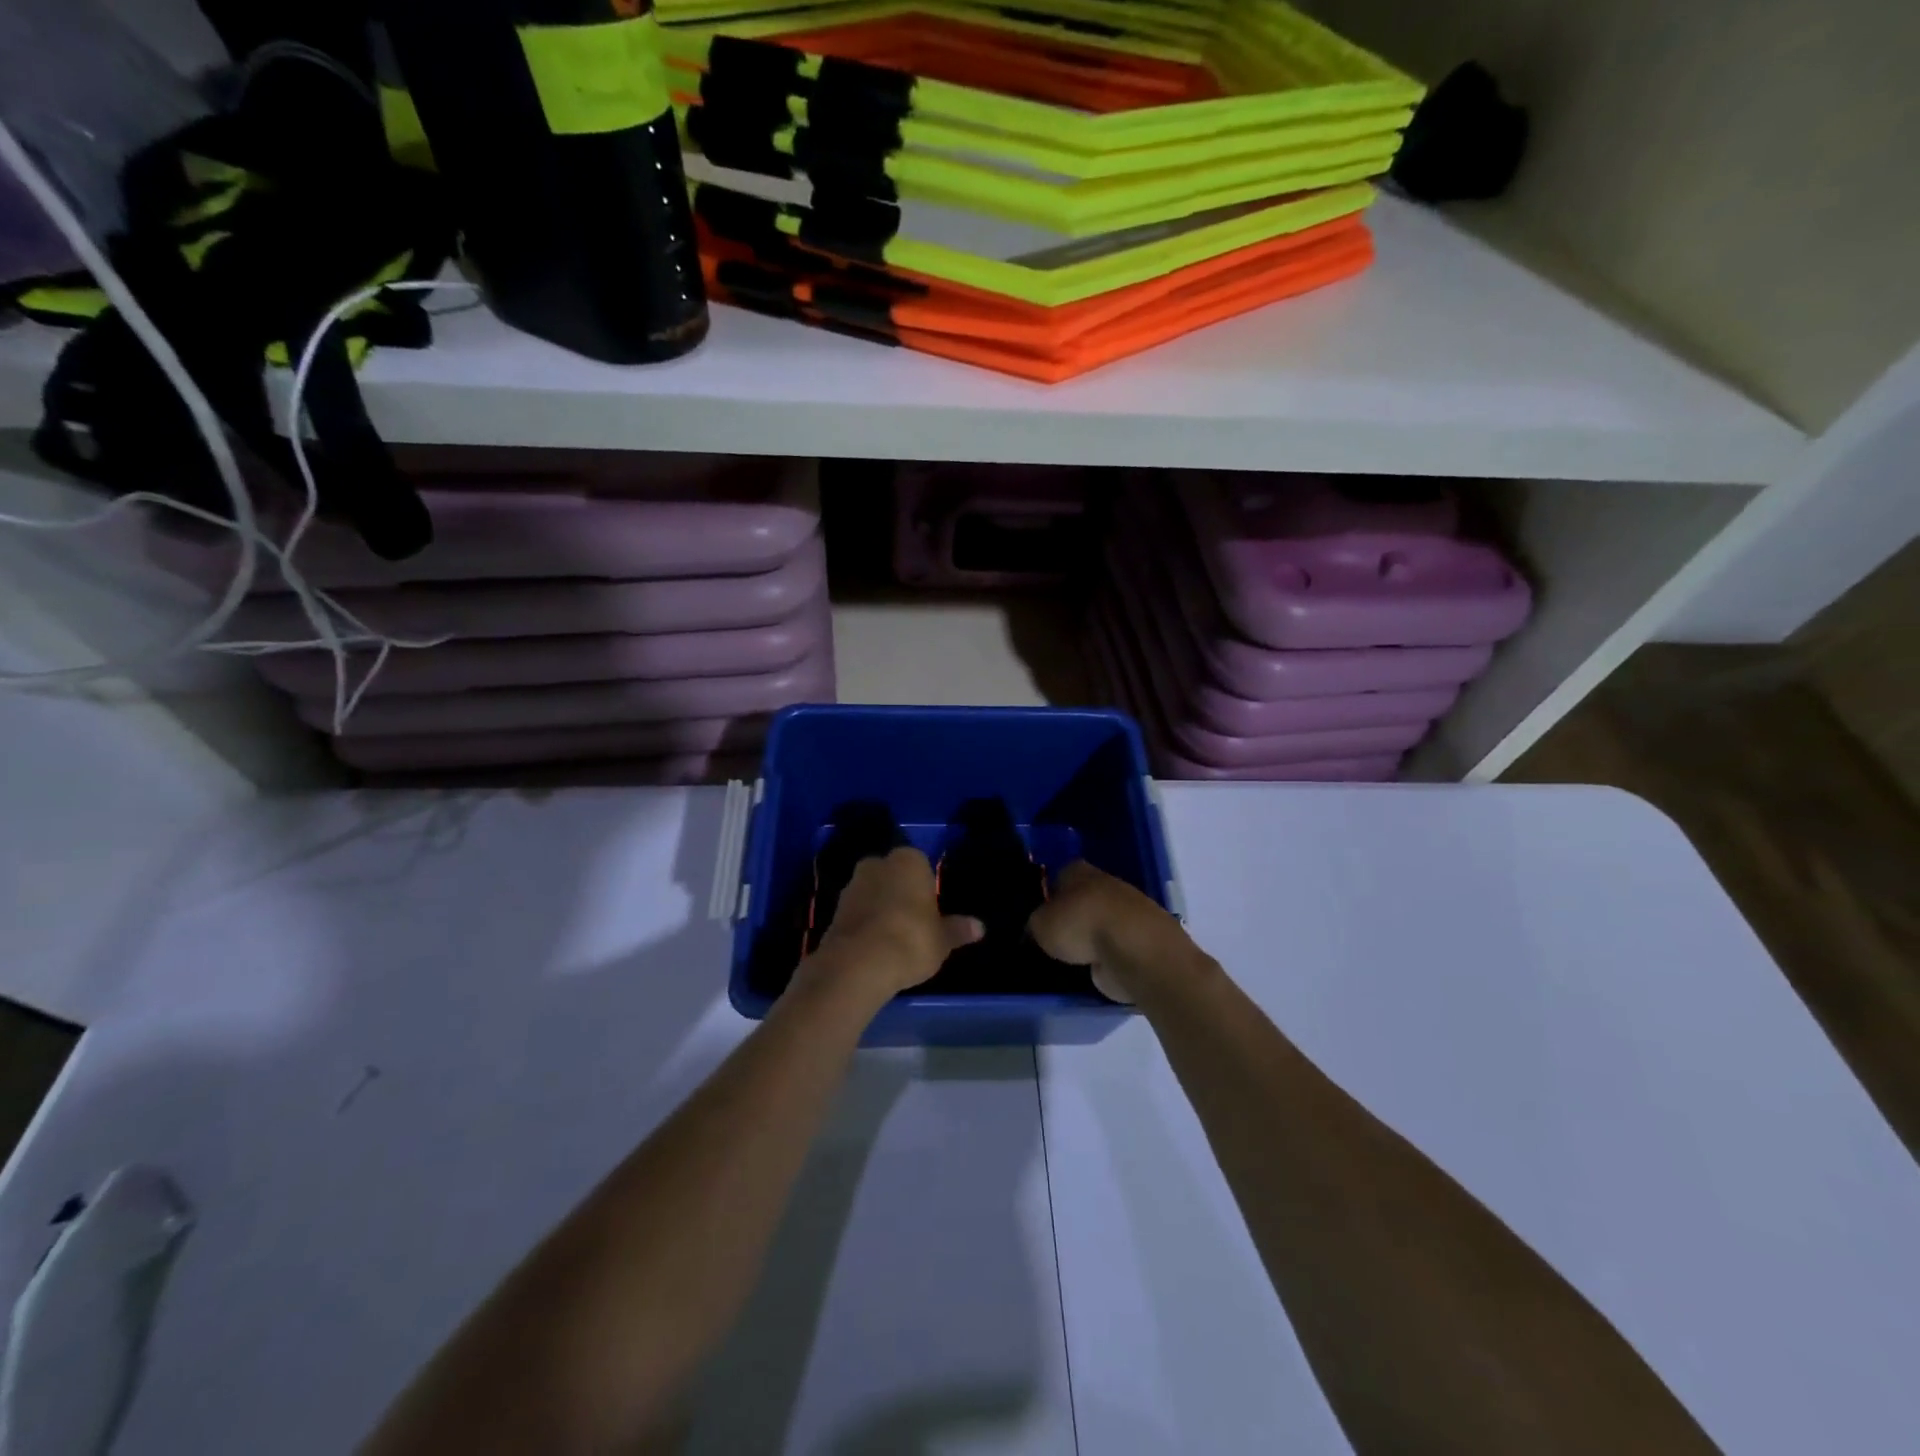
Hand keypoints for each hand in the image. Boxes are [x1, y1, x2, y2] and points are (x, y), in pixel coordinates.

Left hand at [809, 848, 982, 1000]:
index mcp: (909, 860)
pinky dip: (865, 924)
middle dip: (900, 892)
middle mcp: (877, 863)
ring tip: (893, 938)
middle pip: (893, 875)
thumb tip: (979, 927)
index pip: (921, 864)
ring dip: (880, 908)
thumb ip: (957, 930)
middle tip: (913, 922)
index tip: (931, 909)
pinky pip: (857, 912)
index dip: (926, 887)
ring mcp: (852, 885)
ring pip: (873, 892)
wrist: (858, 963)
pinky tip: (874, 947)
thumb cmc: (911, 939)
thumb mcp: (942, 940)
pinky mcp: (834, 910)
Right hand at [1028, 860, 1191, 1004]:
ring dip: (1089, 938)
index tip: (1037, 915)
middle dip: (1070, 916)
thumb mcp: (1040, 925)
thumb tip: (1038, 929)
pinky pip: (1114, 946)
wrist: (1134, 949)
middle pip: (1081, 899)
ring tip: (1071, 959)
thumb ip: (1036, 924)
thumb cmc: (1080, 925)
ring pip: (1099, 922)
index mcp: (1078, 870)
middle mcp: (1104, 884)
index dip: (1047, 894)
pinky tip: (1093, 969)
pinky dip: (1106, 957)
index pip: (1058, 876)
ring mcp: (1127, 912)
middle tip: (1052, 938)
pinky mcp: (1141, 939)